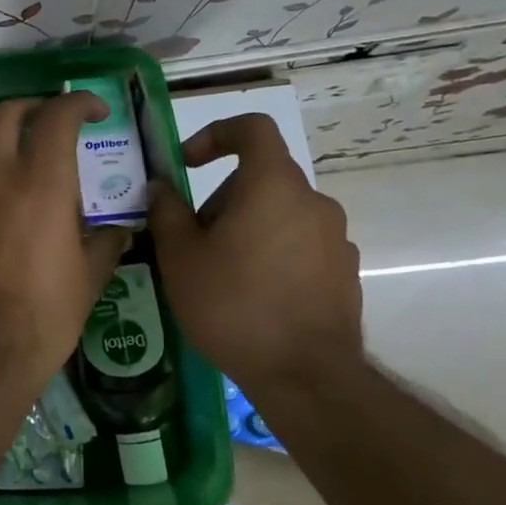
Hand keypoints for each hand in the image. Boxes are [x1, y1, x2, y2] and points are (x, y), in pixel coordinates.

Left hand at [0, 93, 129, 394]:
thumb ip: (106, 242)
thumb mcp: (89, 278)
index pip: (57, 117)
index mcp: (41, 185)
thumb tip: (118, 228)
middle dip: (34, 105)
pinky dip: (2, 184)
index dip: (79, 102)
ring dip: (16, 149)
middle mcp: (0, 180)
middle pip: (6, 114)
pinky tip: (21, 217)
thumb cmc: (45, 315)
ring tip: (46, 178)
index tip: (97, 110)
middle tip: (58, 120)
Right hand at [147, 113, 362, 382]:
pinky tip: (252, 295)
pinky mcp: (344, 272)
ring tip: (219, 272)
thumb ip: (166, 211)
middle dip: (221, 198)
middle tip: (192, 239)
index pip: (252, 128)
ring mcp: (336, 238)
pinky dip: (273, 252)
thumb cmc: (233, 304)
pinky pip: (300, 244)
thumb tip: (161, 187)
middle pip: (261, 178)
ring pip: (280, 213)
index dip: (216, 134)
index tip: (187, 163)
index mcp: (272, 185)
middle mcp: (313, 201)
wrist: (305, 375)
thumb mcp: (180, 257)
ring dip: (247, 227)